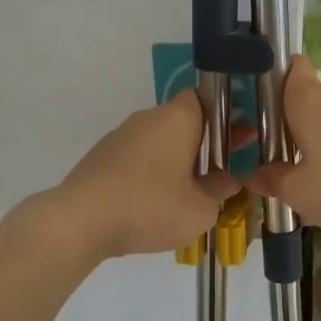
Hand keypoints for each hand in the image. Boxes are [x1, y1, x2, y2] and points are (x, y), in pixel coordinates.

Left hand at [52, 92, 242, 258]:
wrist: (79, 222)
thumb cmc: (150, 207)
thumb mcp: (200, 210)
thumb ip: (219, 191)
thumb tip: (228, 181)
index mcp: (177, 118)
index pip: (206, 98)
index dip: (226, 116)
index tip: (240, 139)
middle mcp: (148, 118)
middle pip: (183, 120)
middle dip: (203, 142)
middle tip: (222, 169)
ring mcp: (120, 136)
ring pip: (159, 141)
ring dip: (177, 159)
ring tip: (190, 192)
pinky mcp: (101, 158)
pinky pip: (137, 158)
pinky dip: (151, 172)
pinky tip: (155, 202)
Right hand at [251, 56, 320, 236]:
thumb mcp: (299, 192)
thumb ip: (273, 180)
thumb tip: (254, 175)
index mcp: (306, 100)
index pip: (290, 66)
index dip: (272, 75)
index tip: (253, 100)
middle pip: (303, 98)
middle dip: (283, 120)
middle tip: (261, 149)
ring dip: (307, 141)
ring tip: (290, 173)